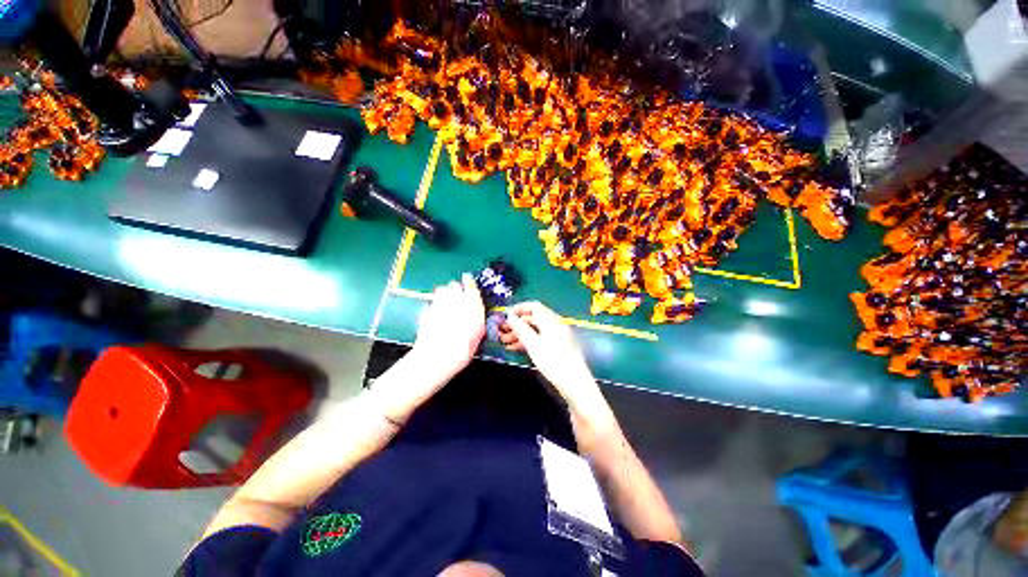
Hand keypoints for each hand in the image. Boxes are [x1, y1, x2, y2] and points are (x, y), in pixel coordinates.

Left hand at [412, 274, 485, 375]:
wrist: (439, 355)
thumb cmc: (463, 347)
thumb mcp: (478, 332)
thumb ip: (476, 317)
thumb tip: (474, 312)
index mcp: (473, 304)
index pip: (471, 285)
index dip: (469, 282)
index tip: (468, 280)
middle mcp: (456, 299)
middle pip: (454, 285)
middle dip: (456, 289)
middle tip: (458, 297)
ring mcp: (439, 303)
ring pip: (442, 290)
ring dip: (445, 293)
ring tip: (447, 302)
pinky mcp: (427, 310)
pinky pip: (433, 301)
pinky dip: (436, 303)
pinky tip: (437, 313)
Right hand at [500, 301, 603, 412]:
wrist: (574, 383)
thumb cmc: (553, 361)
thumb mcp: (533, 344)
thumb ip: (520, 328)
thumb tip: (510, 316)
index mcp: (551, 320)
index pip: (533, 306)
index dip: (518, 308)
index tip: (505, 316)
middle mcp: (555, 324)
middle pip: (534, 318)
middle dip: (517, 323)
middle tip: (502, 331)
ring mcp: (558, 335)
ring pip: (536, 329)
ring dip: (520, 333)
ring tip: (505, 341)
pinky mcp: (558, 346)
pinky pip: (540, 338)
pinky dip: (528, 340)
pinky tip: (516, 348)